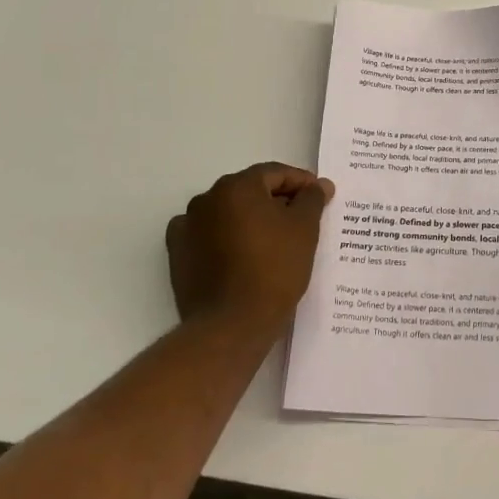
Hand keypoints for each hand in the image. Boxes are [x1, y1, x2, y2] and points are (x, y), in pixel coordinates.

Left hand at [167, 163, 333, 335]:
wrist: (231, 325)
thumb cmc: (274, 269)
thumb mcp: (304, 229)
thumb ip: (312, 199)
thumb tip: (318, 185)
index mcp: (237, 186)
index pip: (275, 173)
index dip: (301, 182)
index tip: (321, 196)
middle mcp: (207, 199)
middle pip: (250, 190)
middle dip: (277, 200)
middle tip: (302, 218)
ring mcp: (187, 227)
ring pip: (228, 213)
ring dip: (251, 219)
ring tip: (274, 240)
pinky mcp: (178, 255)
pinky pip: (209, 236)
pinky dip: (226, 239)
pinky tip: (243, 255)